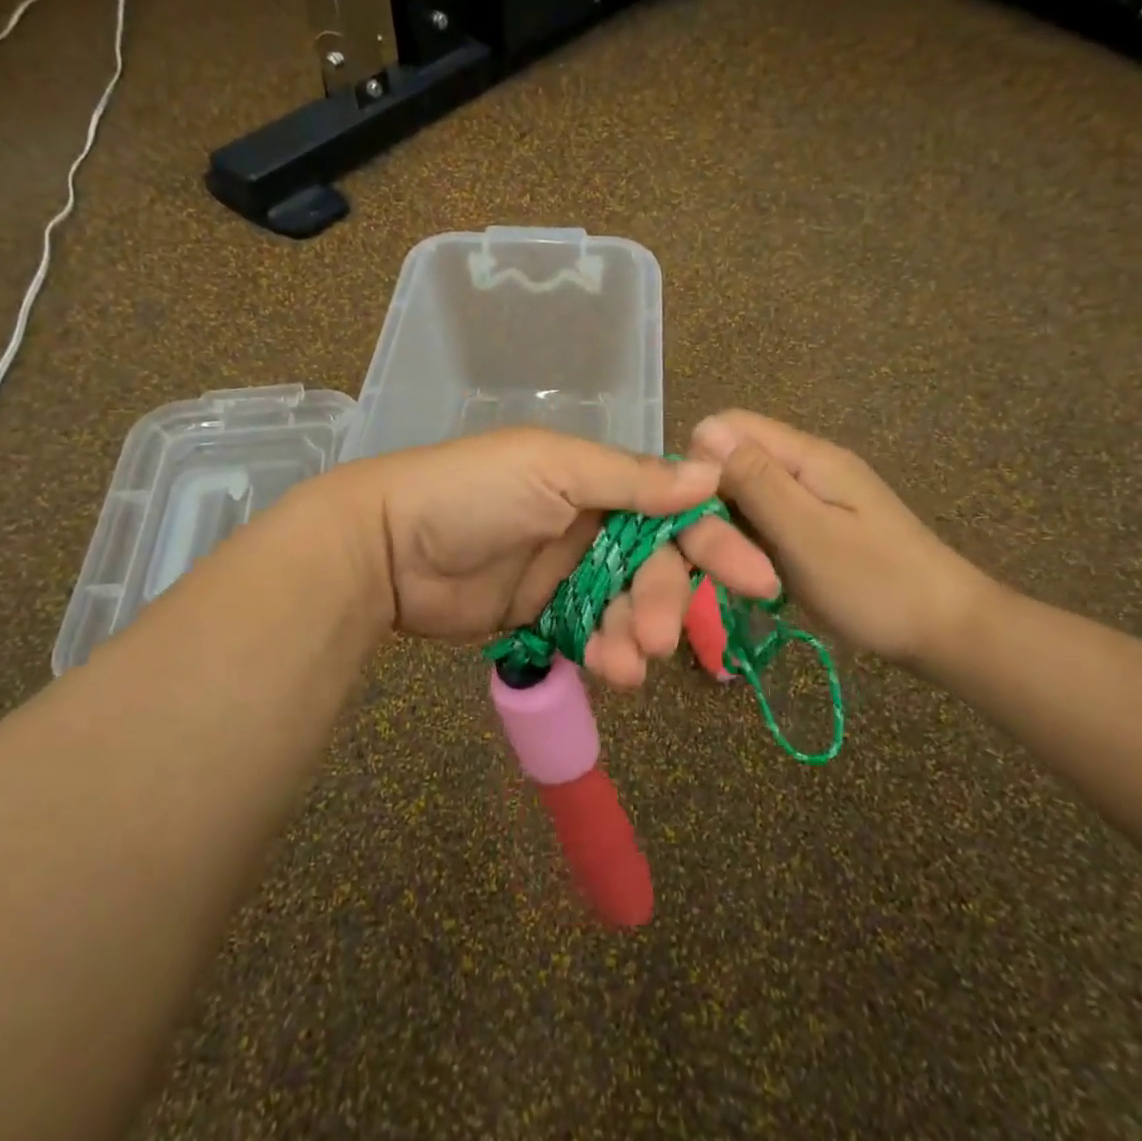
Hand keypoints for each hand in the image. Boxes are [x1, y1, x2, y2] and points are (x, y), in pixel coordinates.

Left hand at [315, 428, 781, 687]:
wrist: (386, 547)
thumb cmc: (472, 493)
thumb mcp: (552, 470)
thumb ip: (630, 479)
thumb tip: (710, 475)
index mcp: (596, 480)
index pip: (672, 509)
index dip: (713, 541)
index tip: (756, 579)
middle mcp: (589, 524)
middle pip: (654, 566)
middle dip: (664, 601)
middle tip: (659, 637)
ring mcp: (565, 573)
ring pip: (625, 608)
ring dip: (633, 636)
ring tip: (624, 663)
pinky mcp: (541, 615)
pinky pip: (589, 636)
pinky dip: (603, 654)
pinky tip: (605, 670)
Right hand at [688, 410, 993, 666]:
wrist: (949, 632)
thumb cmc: (876, 584)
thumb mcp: (807, 533)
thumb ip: (755, 481)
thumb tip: (702, 430)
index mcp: (807, 456)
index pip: (727, 427)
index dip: (698, 463)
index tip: (694, 515)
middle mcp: (807, 465)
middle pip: (733, 460)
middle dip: (712, 503)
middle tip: (722, 557)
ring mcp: (813, 496)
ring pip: (744, 494)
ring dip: (731, 528)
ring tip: (742, 570)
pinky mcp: (816, 525)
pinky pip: (764, 519)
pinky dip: (750, 543)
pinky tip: (757, 573)